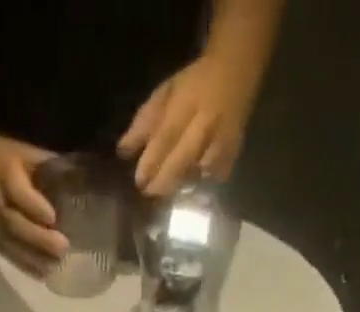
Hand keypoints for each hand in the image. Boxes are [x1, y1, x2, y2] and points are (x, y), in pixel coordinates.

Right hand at [0, 126, 67, 274]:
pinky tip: (41, 274)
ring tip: (55, 267)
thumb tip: (75, 178)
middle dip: (40, 239)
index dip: (37, 207)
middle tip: (63, 248)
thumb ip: (44, 165)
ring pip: (11, 244)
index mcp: (4, 174)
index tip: (54, 218)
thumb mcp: (18, 150)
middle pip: (16, 224)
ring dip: (34, 258)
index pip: (20, 194)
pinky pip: (6, 254)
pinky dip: (24, 265)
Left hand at [118, 50, 263, 195]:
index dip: (152, 161)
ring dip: (179, 185)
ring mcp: (222, 141)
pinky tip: (189, 186)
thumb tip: (123, 151)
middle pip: (182, 160)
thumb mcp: (166, 93)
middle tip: (148, 192)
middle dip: (163, 180)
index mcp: (188, 103)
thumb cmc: (194, 84)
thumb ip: (145, 122)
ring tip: (166, 190)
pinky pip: (212, 179)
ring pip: (197, 174)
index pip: (166, 136)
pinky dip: (199, 184)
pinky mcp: (232, 155)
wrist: (236, 72)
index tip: (139, 180)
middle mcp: (207, 123)